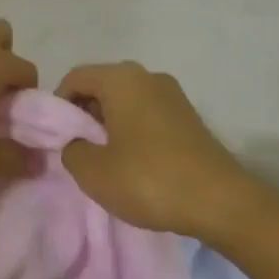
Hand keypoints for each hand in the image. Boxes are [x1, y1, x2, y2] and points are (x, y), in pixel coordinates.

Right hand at [56, 62, 254, 237]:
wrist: (221, 202)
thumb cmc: (149, 180)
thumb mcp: (93, 172)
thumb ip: (71, 150)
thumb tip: (77, 143)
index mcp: (121, 79)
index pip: (75, 77)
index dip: (58, 105)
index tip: (56, 137)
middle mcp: (148, 76)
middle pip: (101, 86)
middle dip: (84, 114)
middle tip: (78, 150)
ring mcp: (173, 95)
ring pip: (125, 101)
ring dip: (109, 124)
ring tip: (105, 160)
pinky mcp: (189, 117)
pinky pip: (147, 113)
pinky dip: (132, 130)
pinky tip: (134, 163)